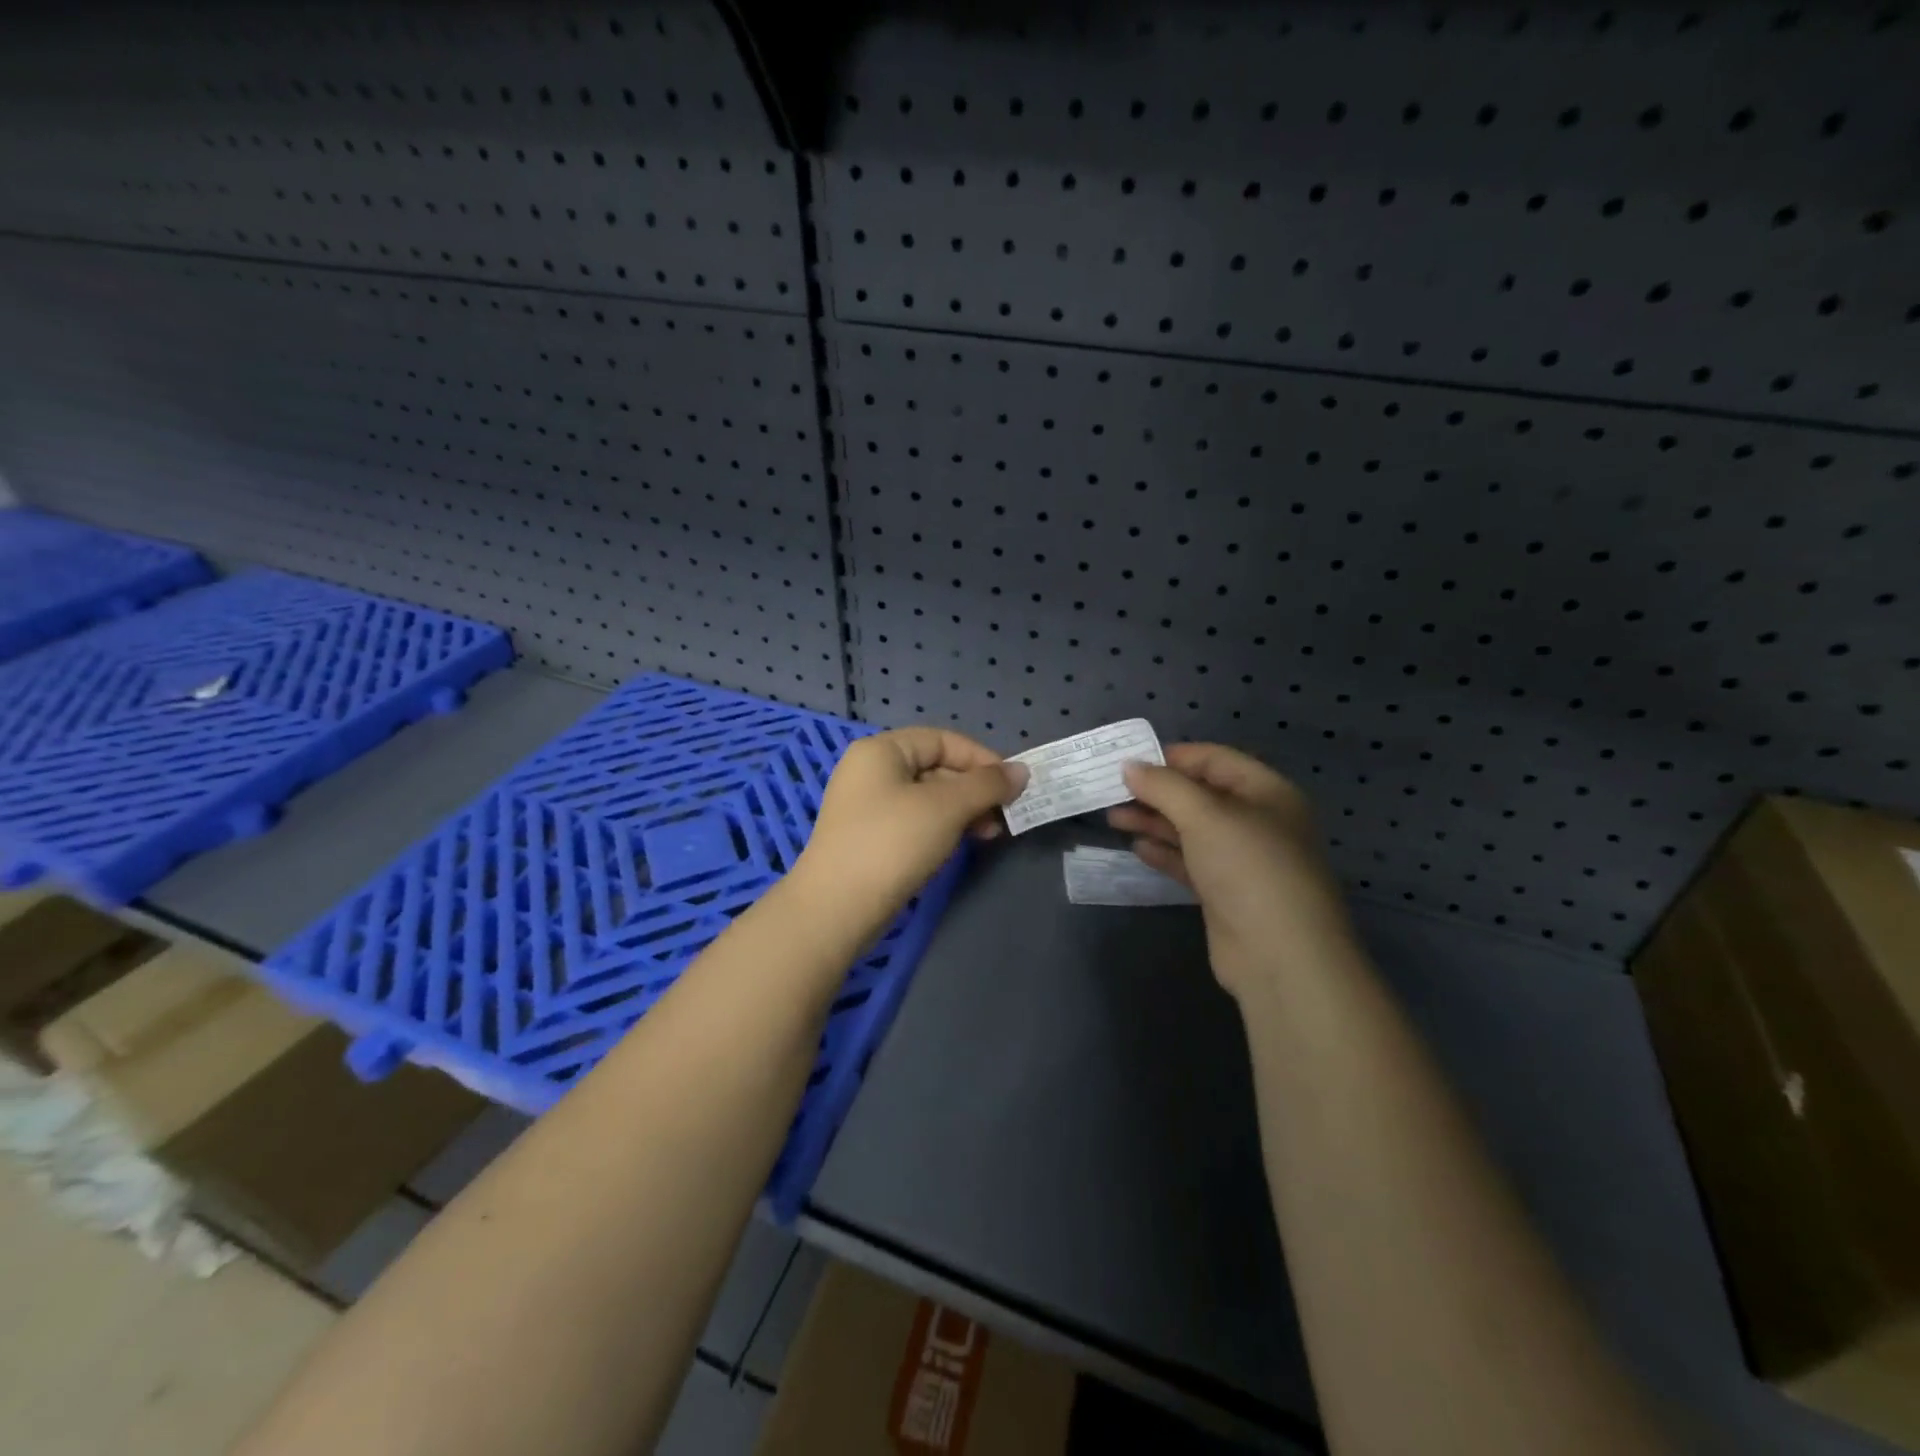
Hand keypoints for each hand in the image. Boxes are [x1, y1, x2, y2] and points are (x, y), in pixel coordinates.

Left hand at [797, 727, 1027, 922]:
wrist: (837, 908)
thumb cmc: (893, 843)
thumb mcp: (946, 807)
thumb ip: (986, 785)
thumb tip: (1022, 771)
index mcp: (881, 751)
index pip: (942, 739)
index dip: (980, 757)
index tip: (1011, 785)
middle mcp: (870, 772)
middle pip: (935, 768)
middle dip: (974, 789)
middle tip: (1004, 815)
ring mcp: (867, 807)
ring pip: (927, 798)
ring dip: (963, 811)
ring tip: (989, 834)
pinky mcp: (869, 839)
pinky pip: (914, 822)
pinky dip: (942, 829)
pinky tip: (961, 846)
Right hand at [1110, 744, 1353, 997]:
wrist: (1280, 955)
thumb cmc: (1248, 867)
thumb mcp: (1205, 815)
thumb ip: (1164, 786)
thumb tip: (1129, 765)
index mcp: (1266, 792)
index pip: (1214, 759)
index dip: (1172, 757)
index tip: (1129, 762)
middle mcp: (1257, 820)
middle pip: (1200, 795)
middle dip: (1157, 792)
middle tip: (1112, 792)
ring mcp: (1242, 859)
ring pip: (1191, 829)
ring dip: (1154, 821)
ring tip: (1114, 818)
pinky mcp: (1226, 892)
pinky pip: (1190, 862)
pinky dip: (1165, 852)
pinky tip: (1137, 848)